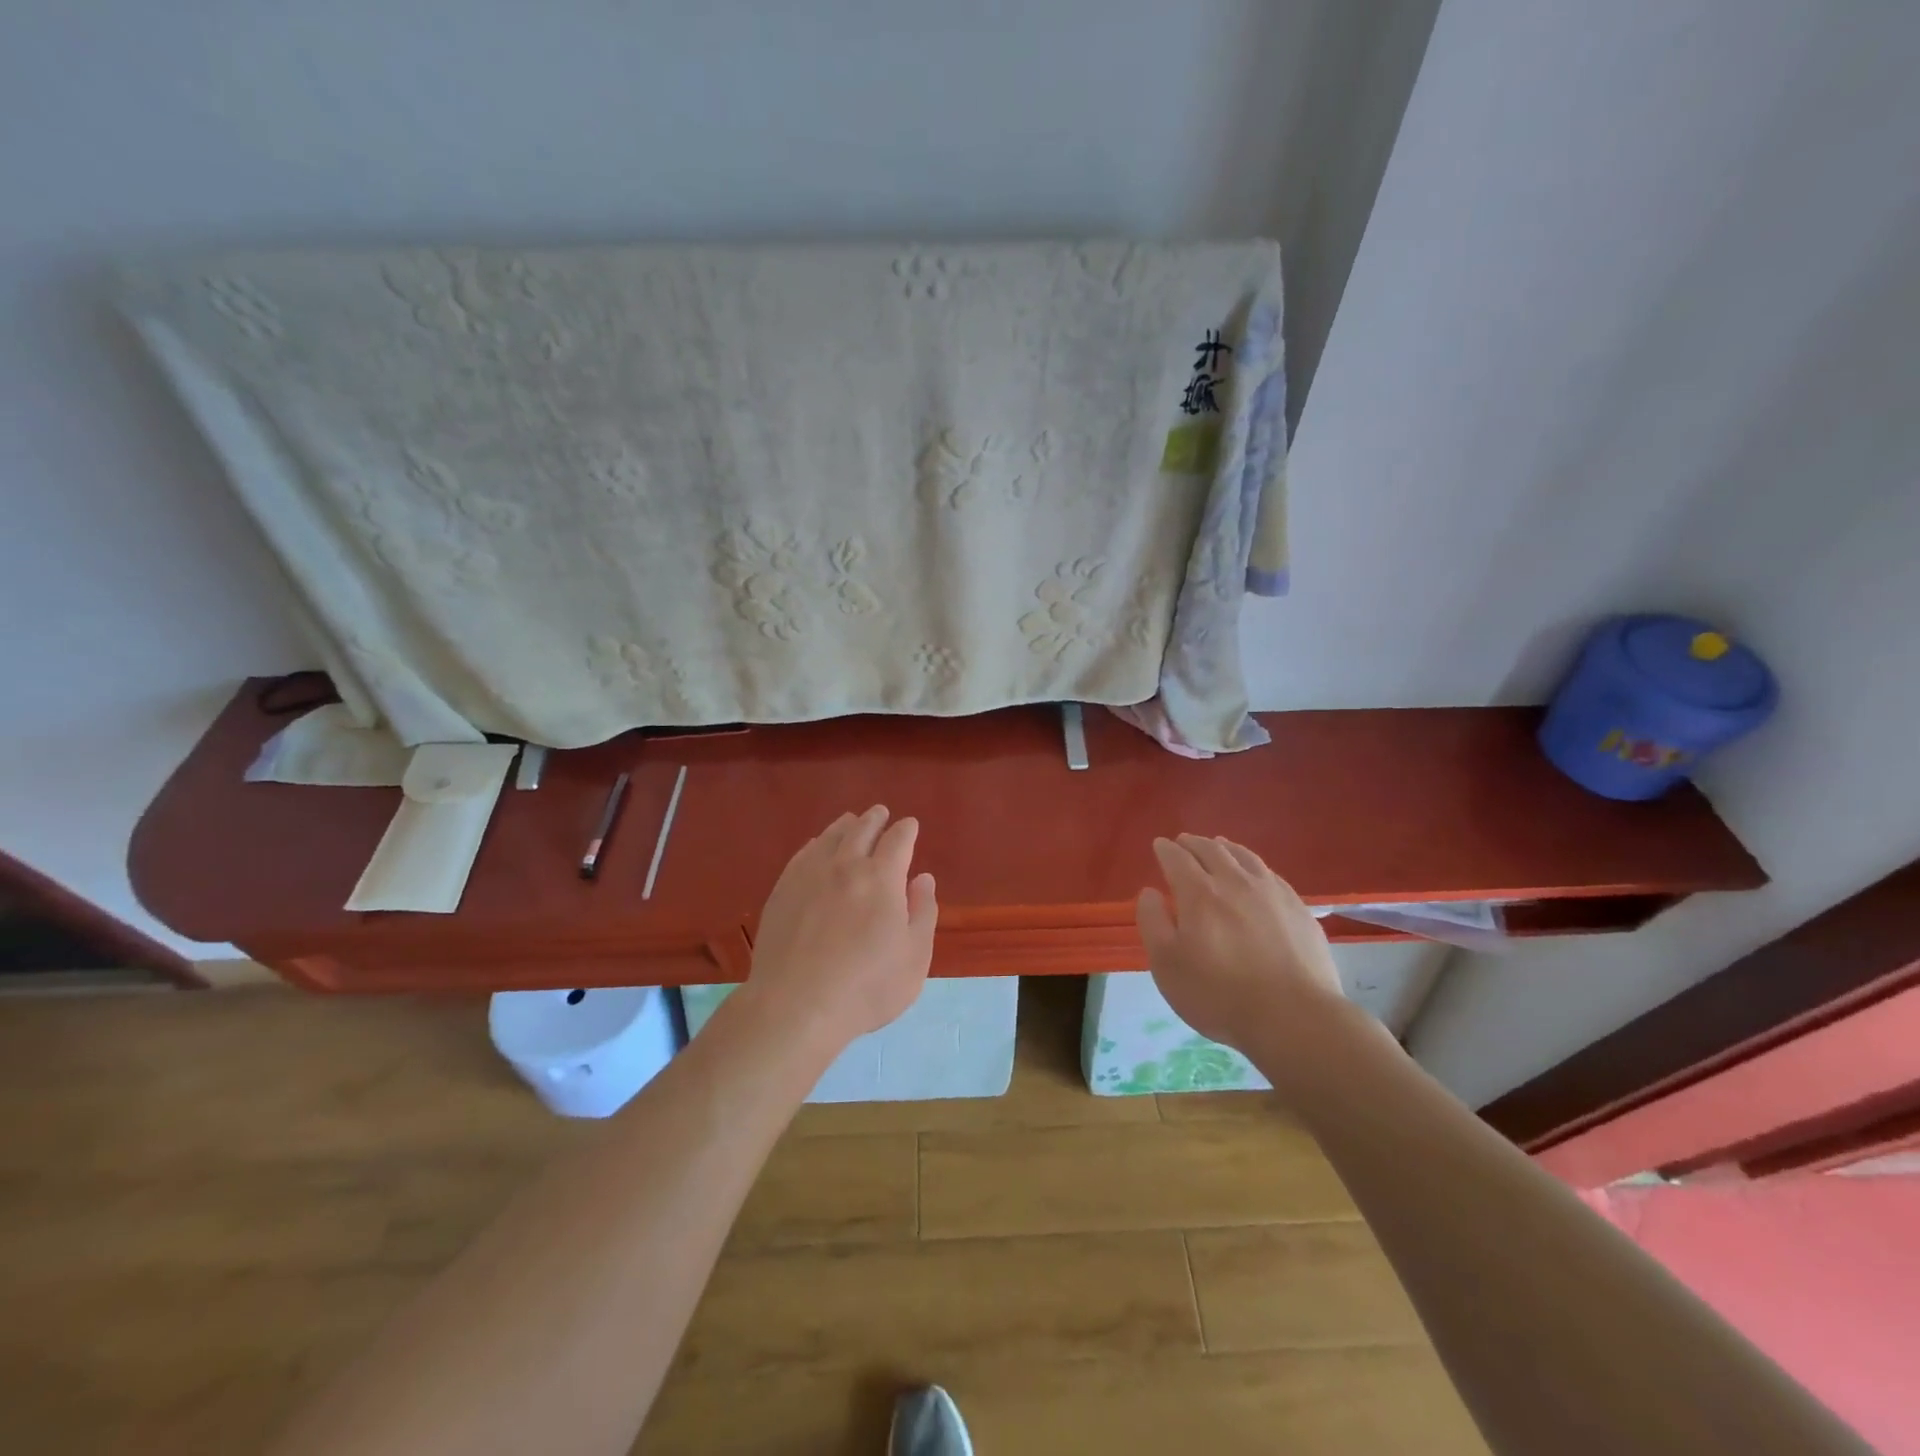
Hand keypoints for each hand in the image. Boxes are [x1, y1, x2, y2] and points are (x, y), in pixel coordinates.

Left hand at [745, 805, 937, 1047]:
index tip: (910, 825)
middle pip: (862, 830)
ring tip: (852, 821)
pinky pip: (803, 854)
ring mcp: (809, 875)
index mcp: (882, 878)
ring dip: (846, 825)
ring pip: (830, 837)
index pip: (898, 840)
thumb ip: (923, 912)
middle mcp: (845, 865)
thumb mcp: (914, 957)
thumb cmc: (866, 987)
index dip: (906, 830)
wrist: (796, 1006)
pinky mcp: (782, 891)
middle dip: (875, 818)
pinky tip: (817, 847)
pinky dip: (817, 843)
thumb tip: (923, 878)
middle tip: (881, 813)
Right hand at [1135, 834, 1344, 1052]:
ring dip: (1226, 847)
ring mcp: (1272, 893)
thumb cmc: (1218, 994)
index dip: (1165, 849)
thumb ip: (1153, 923)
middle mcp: (1235, 882)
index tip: (1159, 845)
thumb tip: (1150, 892)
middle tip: (1184, 841)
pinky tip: (1255, 874)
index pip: (1177, 858)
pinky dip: (1254, 865)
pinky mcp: (1299, 909)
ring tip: (1219, 845)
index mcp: (1199, 893)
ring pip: (1245, 857)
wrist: (1294, 1017)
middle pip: (1212, 850)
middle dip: (1194, 843)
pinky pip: (1270, 874)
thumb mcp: (1167, 964)